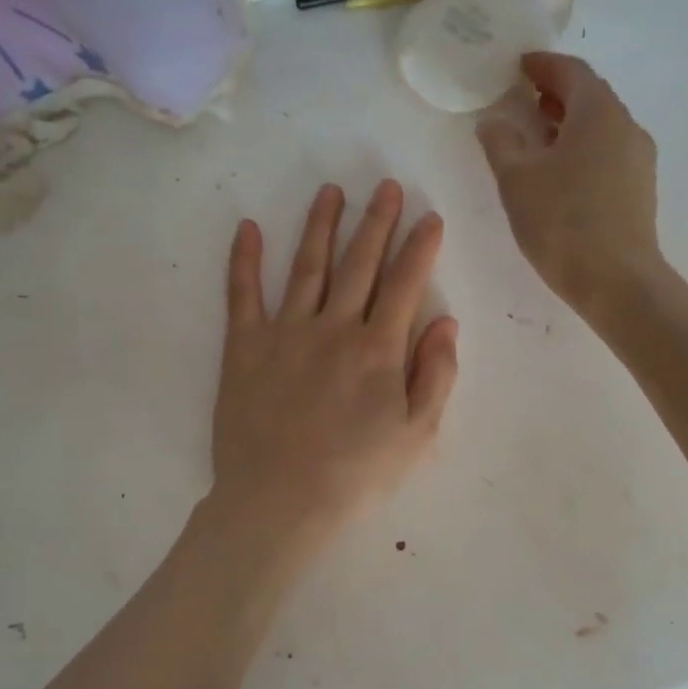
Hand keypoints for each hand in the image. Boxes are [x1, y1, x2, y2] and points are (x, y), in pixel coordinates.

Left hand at [209, 180, 458, 569]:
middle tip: (386, 186)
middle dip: (376, 221)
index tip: (430, 218)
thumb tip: (445, 323)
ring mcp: (284, 333)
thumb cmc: (356, 474)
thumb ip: (435, 376)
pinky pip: (242, 295)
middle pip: (359, 263)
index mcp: (378, 349)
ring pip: (306, 267)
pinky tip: (247, 228)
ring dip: (320, 226)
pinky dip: (244, 260)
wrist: (279, 502)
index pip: (404, 284)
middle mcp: (333, 328)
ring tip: (331, 191)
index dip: (420, 247)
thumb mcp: (416, 435)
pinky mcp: (243, 348)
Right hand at [475, 52, 662, 320]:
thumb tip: (494, 120)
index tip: (519, 66)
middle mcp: (626, 126)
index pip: (571, 71)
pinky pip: (609, 153)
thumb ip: (501, 142)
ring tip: (540, 137)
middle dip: (557, 93)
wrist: (617, 281)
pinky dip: (584, 149)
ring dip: (571, 124)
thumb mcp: (517, 180)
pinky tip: (563, 173)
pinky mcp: (641, 189)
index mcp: (598, 112)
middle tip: (525, 99)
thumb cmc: (562, 223)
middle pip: (591, 96)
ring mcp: (639, 159)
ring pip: (602, 127)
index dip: (542, 65)